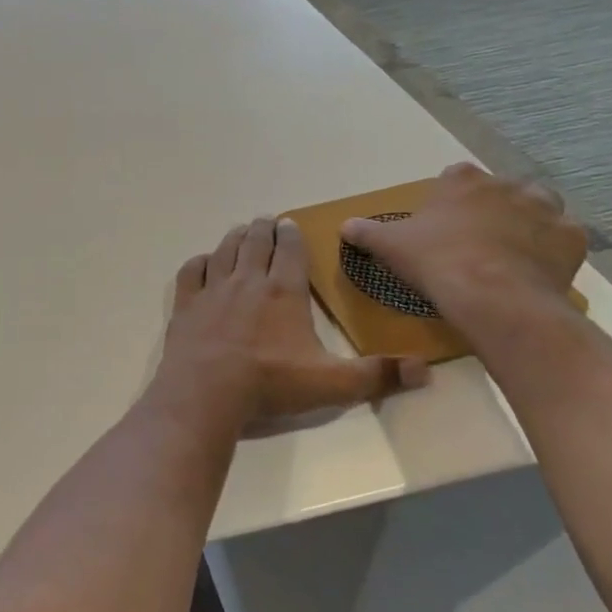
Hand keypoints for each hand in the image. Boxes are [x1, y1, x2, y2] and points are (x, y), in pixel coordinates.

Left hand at [156, 216, 427, 427]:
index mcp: (283, 292)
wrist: (205, 392)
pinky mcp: (186, 306)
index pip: (289, 252)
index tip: (289, 223)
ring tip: (240, 230)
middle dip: (262, 229)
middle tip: (265, 220)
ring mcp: (213, 291)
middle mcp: (247, 282)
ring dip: (234, 238)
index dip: (290, 235)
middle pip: (255, 243)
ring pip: (224, 252)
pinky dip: (199, 262)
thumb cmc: (269, 384)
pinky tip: (203, 262)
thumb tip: (425, 370)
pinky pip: (191, 273)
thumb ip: (376, 376)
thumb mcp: (331, 384)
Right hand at [340, 163, 585, 320]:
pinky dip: (552, 250)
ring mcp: (545, 209)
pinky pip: (563, 239)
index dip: (449, 198)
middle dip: (493, 207)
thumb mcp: (389, 246)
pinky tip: (536, 269)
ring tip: (510, 252)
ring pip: (540, 207)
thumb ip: (367, 232)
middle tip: (477, 239)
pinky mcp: (571, 238)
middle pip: (501, 189)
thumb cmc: (435, 261)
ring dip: (528, 223)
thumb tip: (344, 226)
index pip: (455, 176)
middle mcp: (507, 185)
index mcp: (462, 181)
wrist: (491, 294)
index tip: (441, 221)